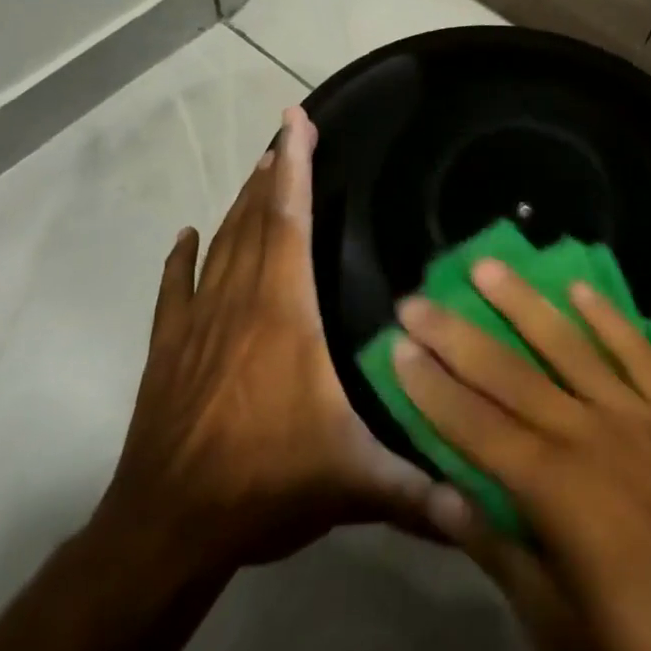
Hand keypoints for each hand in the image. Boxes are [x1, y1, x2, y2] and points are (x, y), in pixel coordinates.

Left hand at [92, 106, 447, 579]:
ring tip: (258, 169)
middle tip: (287, 133)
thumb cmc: (264, 486)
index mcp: (284, 313)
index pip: (291, 220)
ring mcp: (198, 323)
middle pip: (257, 219)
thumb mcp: (353, 484)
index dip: (296, 165)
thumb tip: (485, 505)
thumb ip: (420, 490)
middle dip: (274, 172)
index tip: (298, 119)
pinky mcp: (168, 349)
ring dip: (242, 204)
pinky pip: (174, 289)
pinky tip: (186, 236)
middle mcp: (240, 301)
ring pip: (221, 244)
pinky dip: (181, 258)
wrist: (165, 531)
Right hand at [394, 259, 650, 650]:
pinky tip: (581, 288)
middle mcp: (592, 437)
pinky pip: (641, 354)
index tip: (396, 346)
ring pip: (571, 347)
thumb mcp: (560, 630)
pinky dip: (610, 318)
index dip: (431, 386)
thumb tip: (438, 492)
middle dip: (457, 335)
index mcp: (556, 493)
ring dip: (525, 304)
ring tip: (488, 267)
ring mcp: (642, 419)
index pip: (475, 426)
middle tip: (417, 297)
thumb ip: (499, 552)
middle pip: (511, 374)